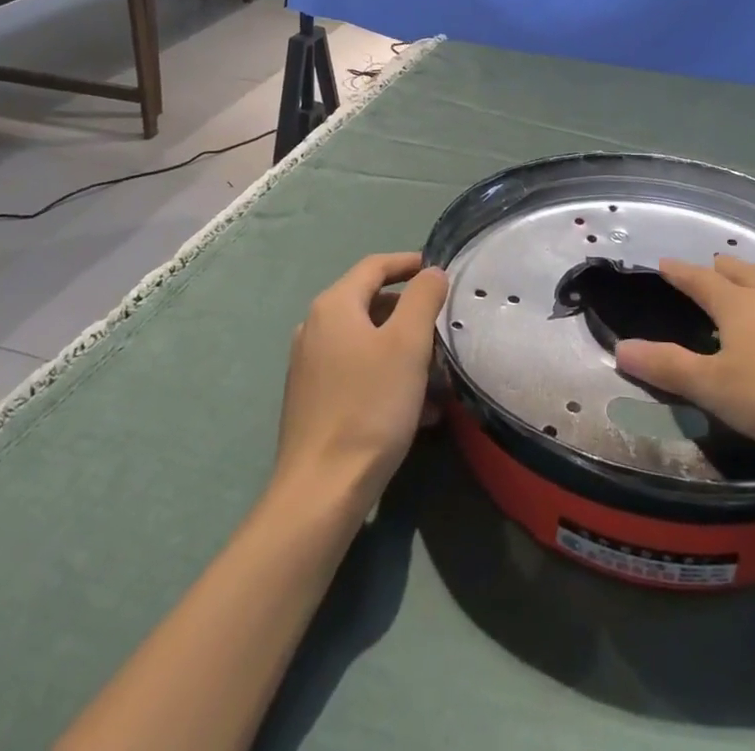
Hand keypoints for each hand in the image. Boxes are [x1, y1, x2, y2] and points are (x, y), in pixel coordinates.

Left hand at [273, 253, 448, 512]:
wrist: (321, 491)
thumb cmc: (369, 405)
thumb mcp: (408, 344)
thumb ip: (423, 298)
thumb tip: (431, 272)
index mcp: (334, 306)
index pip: (375, 266)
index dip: (409, 262)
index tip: (441, 271)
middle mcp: (316, 328)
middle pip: (371, 303)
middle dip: (411, 313)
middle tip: (444, 328)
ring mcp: (311, 366)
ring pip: (368, 342)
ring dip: (405, 350)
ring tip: (438, 375)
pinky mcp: (314, 400)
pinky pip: (358, 373)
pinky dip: (389, 377)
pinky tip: (418, 410)